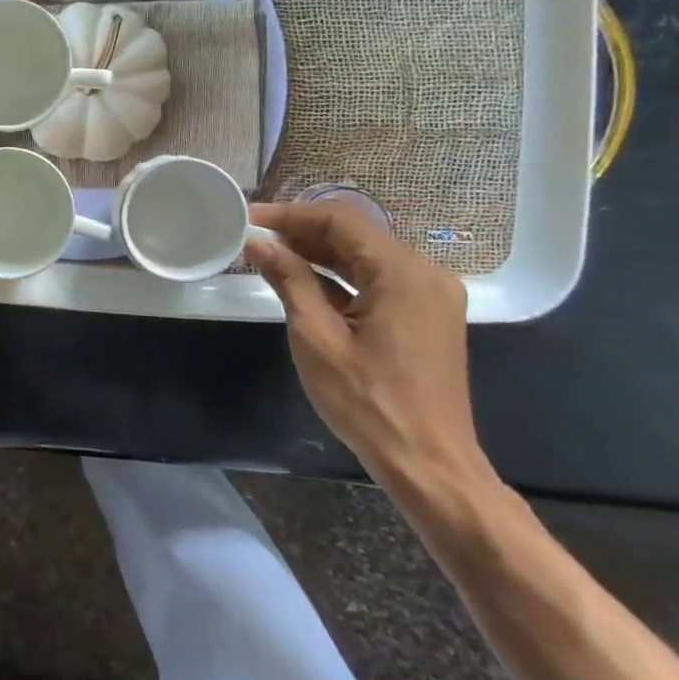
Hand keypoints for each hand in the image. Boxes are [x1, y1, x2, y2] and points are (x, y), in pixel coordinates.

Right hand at [246, 201, 489, 495]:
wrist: (429, 465)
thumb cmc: (368, 402)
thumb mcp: (316, 337)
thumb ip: (289, 281)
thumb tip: (258, 243)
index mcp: (403, 273)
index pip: (339, 221)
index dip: (289, 214)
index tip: (248, 217)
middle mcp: (425, 273)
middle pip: (355, 234)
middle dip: (302, 231)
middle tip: (253, 235)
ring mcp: (429, 295)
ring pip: (366, 255)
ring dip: (318, 252)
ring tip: (269, 254)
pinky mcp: (426, 315)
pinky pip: (378, 279)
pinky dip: (340, 275)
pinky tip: (303, 280)